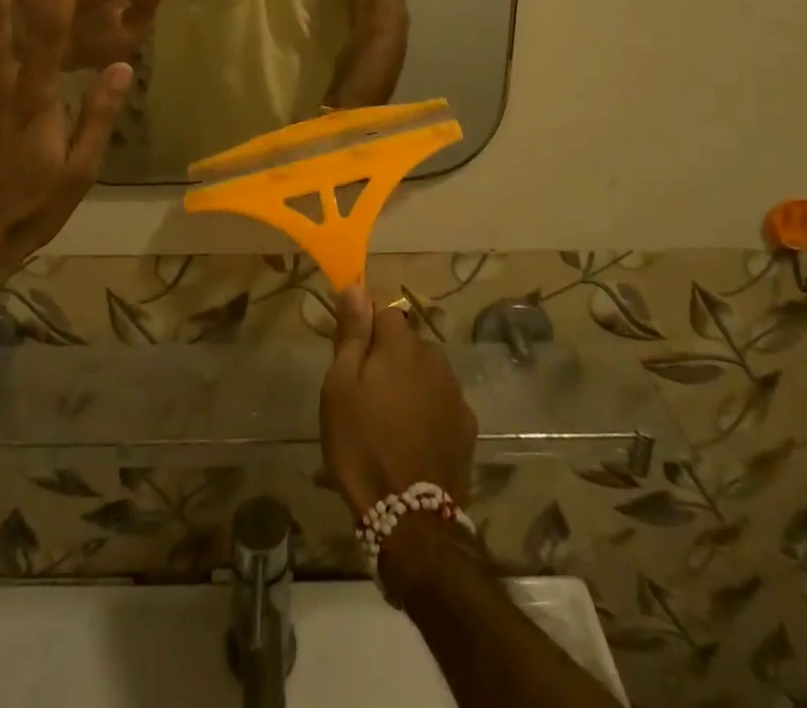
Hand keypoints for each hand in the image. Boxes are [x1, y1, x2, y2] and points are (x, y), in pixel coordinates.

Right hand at [320, 289, 476, 521]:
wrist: (410, 518)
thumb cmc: (363, 443)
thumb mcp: (341, 385)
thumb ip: (352, 333)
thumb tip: (356, 288)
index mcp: (402, 344)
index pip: (384, 306)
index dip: (365, 319)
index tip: (349, 342)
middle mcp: (434, 358)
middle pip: (405, 340)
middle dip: (386, 352)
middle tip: (362, 387)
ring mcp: (455, 392)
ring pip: (424, 370)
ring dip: (407, 379)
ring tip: (387, 414)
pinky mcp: (466, 425)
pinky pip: (439, 399)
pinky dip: (426, 406)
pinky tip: (411, 434)